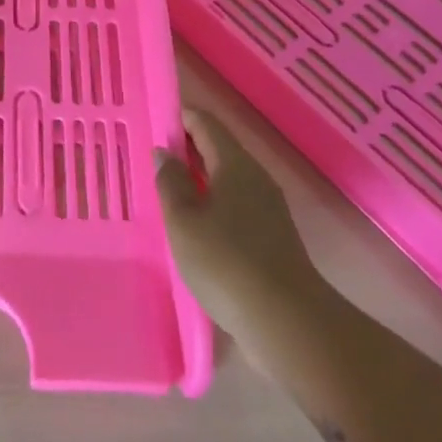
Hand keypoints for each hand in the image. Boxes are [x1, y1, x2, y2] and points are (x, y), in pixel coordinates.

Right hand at [157, 108, 328, 340]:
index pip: (205, 124)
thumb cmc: (226, 261)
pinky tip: (194, 226)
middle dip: (186, 149)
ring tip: (167, 193)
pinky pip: (236, 205)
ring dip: (198, 179)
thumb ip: (170, 182)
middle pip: (218, 149)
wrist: (288, 323)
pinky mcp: (272, 237)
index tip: (153, 124)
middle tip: (153, 160)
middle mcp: (255, 178)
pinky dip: (212, 204)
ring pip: (227, 179)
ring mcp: (268, 209)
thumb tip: (164, 153)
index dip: (179, 118)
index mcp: (235, 164)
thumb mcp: (183, 219)